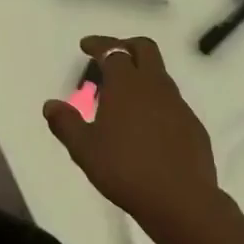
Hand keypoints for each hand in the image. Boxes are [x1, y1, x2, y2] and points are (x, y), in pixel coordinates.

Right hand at [42, 35, 225, 234]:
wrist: (180, 200)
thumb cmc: (125, 169)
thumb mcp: (85, 150)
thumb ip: (66, 123)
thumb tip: (50, 104)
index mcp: (127, 85)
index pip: (113, 51)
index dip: (98, 44)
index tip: (86, 45)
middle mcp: (155, 86)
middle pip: (145, 49)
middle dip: (126, 46)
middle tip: (110, 58)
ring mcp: (178, 105)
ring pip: (160, 75)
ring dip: (142, 75)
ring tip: (123, 97)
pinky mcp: (193, 126)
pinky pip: (171, 101)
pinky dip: (155, 101)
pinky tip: (146, 125)